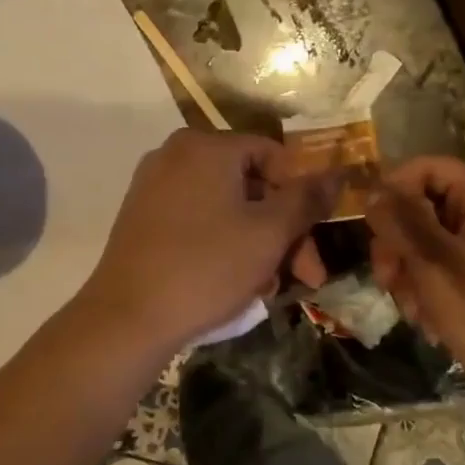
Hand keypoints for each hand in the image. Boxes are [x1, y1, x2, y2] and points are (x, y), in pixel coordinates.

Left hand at [75, 129, 331, 356]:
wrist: (127, 318)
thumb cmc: (206, 267)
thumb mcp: (269, 234)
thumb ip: (306, 199)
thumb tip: (337, 173)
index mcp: (206, 146)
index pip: (274, 155)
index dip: (302, 195)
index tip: (317, 238)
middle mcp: (175, 155)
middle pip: (249, 184)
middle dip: (283, 231)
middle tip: (305, 276)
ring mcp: (153, 186)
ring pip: (225, 208)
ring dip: (257, 244)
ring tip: (268, 289)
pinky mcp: (140, 218)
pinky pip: (196, 221)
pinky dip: (222, 245)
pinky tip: (235, 284)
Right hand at [366, 156, 464, 407]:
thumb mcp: (437, 268)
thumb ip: (403, 224)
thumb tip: (373, 192)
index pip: (429, 168)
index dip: (393, 191)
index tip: (370, 231)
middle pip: (430, 204)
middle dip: (401, 242)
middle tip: (386, 281)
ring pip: (438, 237)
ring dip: (414, 269)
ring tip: (413, 310)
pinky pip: (457, 260)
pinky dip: (436, 283)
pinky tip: (431, 317)